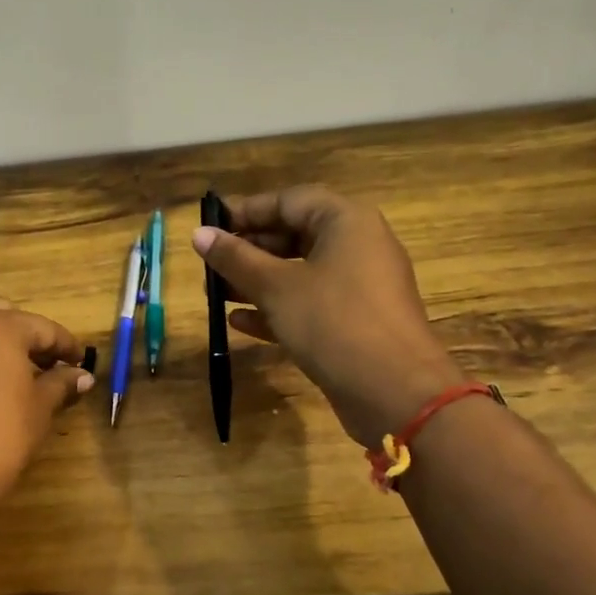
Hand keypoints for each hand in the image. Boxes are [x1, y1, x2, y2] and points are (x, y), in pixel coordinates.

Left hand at [0, 298, 93, 510]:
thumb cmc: (2, 435)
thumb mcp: (40, 407)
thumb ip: (61, 383)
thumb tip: (83, 376)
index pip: (43, 328)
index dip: (66, 346)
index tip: (81, 363)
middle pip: (4, 316)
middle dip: (28, 335)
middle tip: (48, 364)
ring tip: (17, 373)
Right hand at [192, 186, 463, 448]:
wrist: (396, 394)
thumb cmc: (334, 323)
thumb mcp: (276, 287)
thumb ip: (235, 258)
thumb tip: (199, 234)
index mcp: (346, 221)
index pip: (288, 201)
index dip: (245, 211)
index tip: (208, 227)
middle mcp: (356, 246)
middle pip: (293, 234)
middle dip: (247, 250)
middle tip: (207, 264)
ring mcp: (358, 287)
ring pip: (298, 272)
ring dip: (255, 281)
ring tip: (214, 293)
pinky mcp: (354, 322)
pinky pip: (308, 304)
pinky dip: (276, 308)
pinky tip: (238, 322)